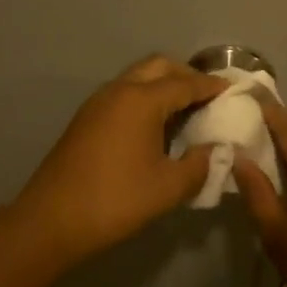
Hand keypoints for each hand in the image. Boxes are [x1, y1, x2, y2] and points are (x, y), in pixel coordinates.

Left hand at [13, 56, 229, 266]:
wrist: (53, 219)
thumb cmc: (116, 200)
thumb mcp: (169, 187)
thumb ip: (200, 164)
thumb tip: (217, 150)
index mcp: (142, 100)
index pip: (186, 83)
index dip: (212, 86)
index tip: (234, 90)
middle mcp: (119, 90)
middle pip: (159, 67)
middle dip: (186, 75)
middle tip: (209, 96)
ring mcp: (98, 102)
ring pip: (138, 77)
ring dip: (163, 85)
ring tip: (186, 110)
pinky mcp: (86, 118)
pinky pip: (123, 93)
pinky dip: (145, 97)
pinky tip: (156, 125)